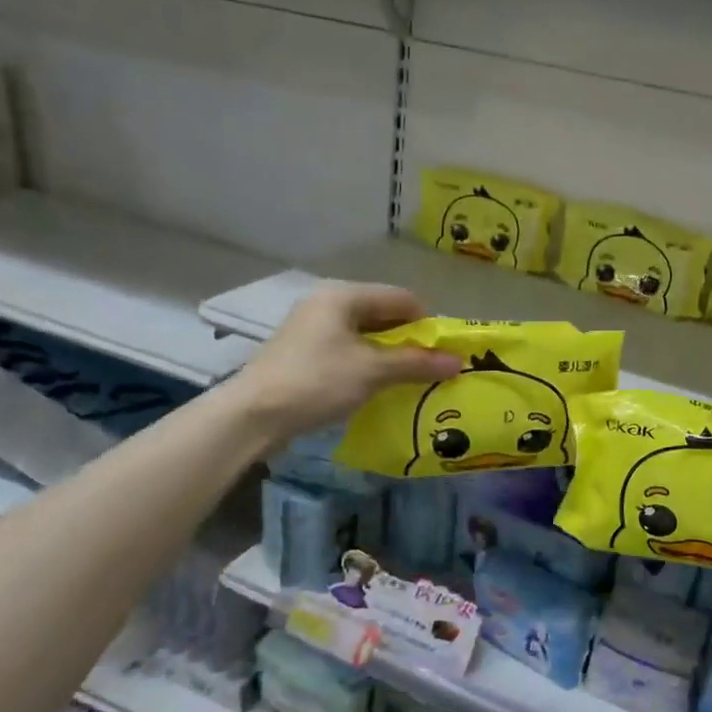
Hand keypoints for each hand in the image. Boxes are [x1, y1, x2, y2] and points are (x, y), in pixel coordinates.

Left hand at [232, 283, 460, 442]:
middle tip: (429, 367)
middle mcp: (326, 303)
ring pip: (364, 334)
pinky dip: (366, 364)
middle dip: (408, 340)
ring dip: (388, 355)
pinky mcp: (302, 352)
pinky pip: (347, 350)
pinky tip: (375, 386)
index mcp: (343, 295)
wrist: (253, 415)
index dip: (427, 323)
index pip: (400, 298)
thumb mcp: (373, 371)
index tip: (443, 352)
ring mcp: (311, 328)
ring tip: (407, 380)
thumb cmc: (317, 382)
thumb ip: (417, 363)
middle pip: (382, 314)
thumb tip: (458, 362)